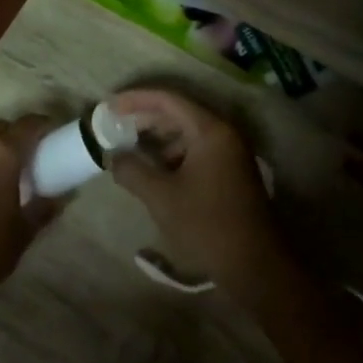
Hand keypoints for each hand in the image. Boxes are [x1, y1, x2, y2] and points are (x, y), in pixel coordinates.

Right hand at [105, 90, 286, 290]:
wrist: (253, 263)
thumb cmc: (206, 224)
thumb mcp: (160, 196)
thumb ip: (132, 170)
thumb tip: (114, 157)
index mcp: (210, 131)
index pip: (168, 100)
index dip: (136, 99)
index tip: (109, 107)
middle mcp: (225, 134)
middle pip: (180, 112)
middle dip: (145, 117)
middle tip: (116, 126)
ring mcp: (231, 153)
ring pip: (188, 132)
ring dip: (158, 137)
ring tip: (130, 147)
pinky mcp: (231, 172)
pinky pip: (197, 150)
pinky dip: (173, 153)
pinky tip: (155, 169)